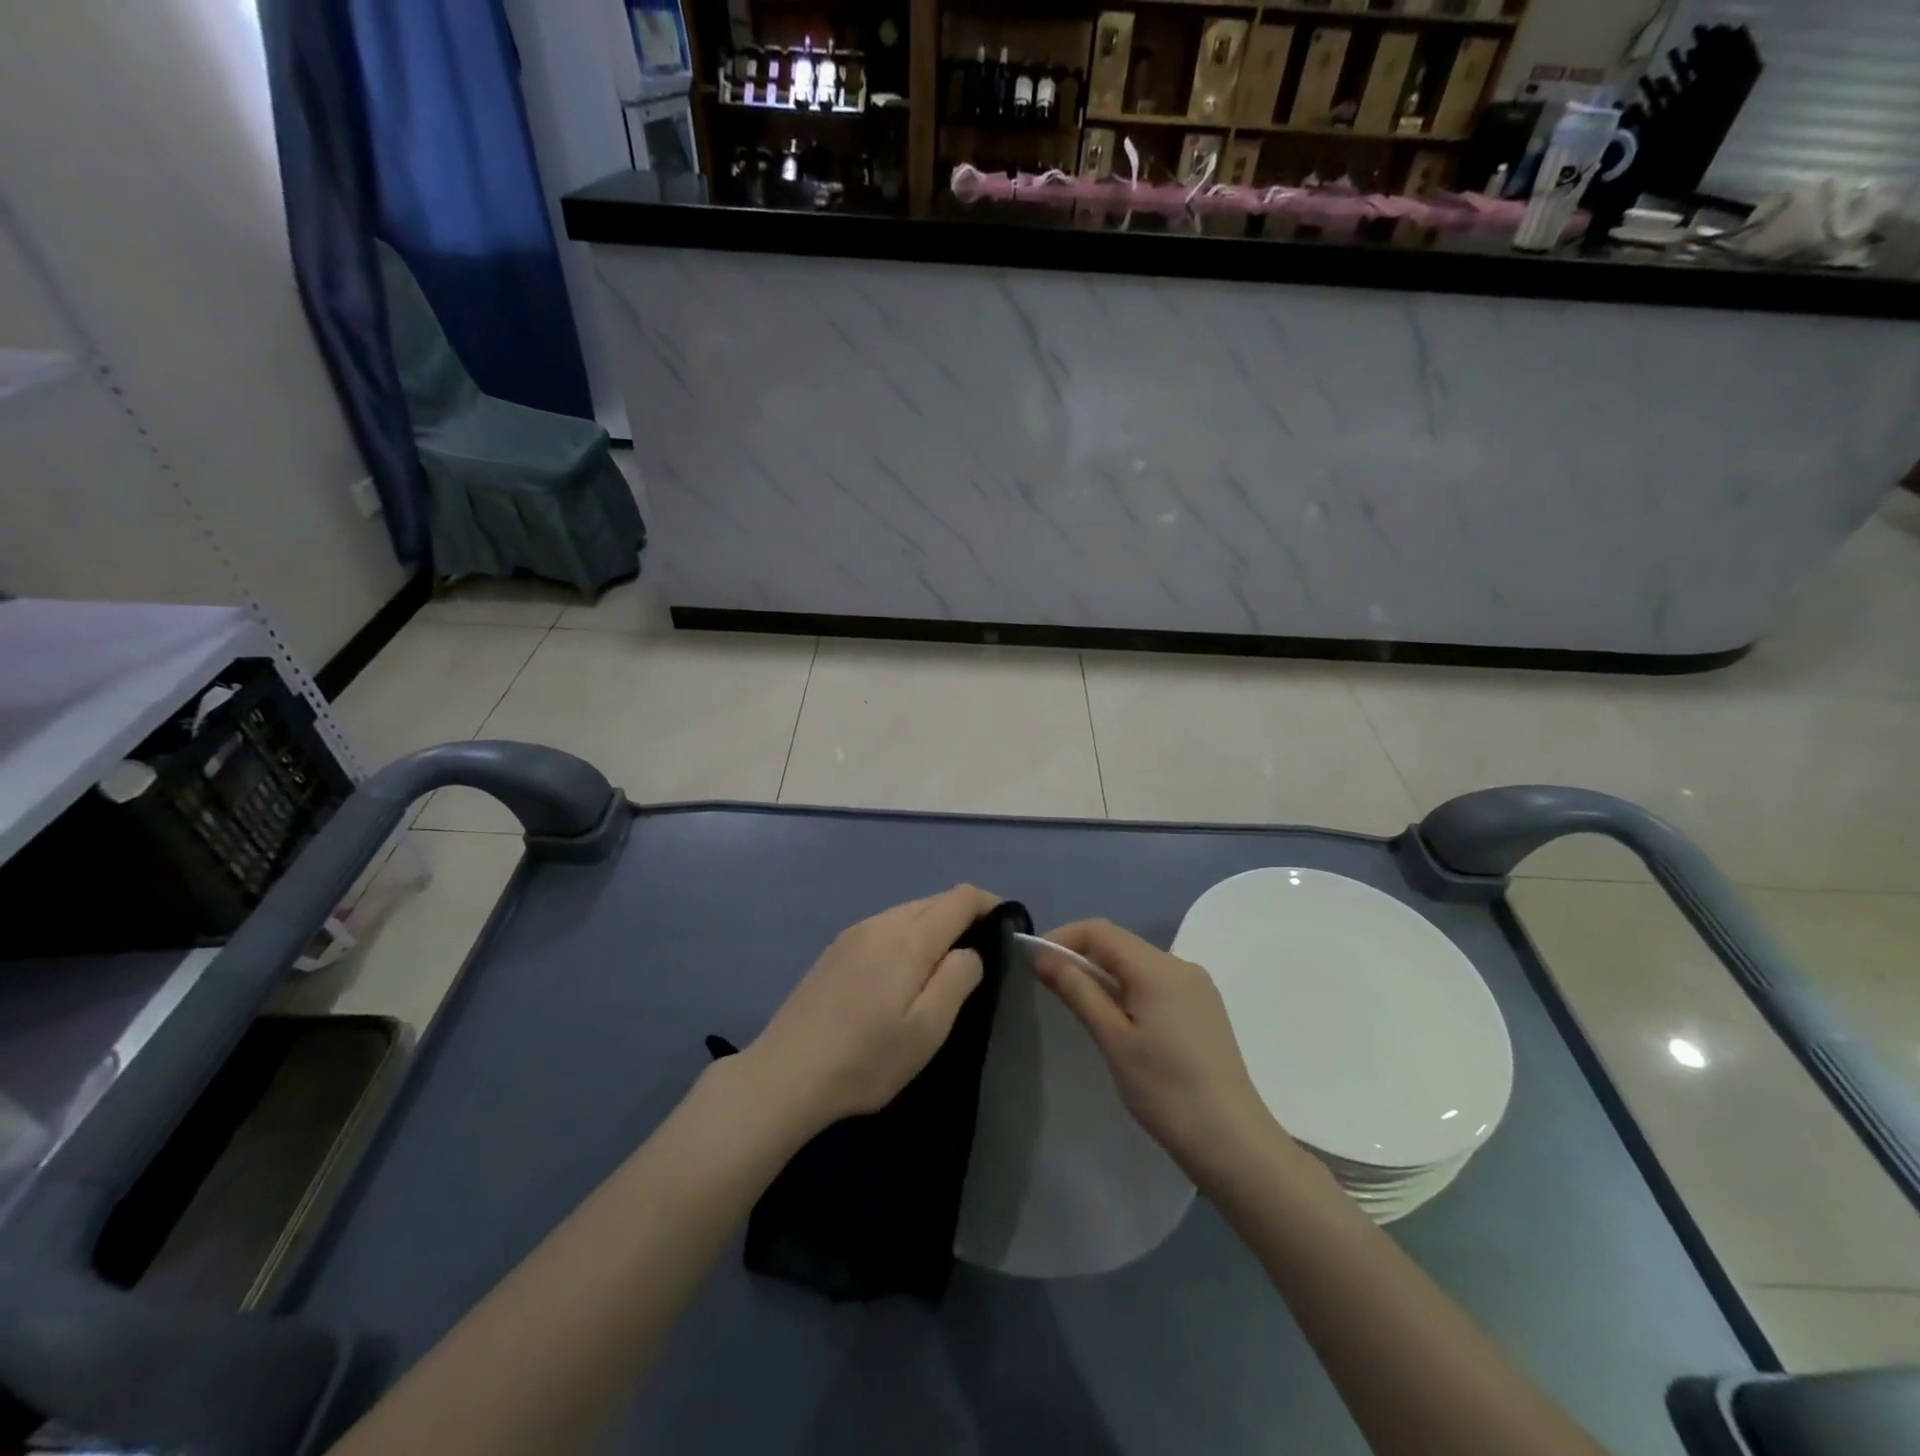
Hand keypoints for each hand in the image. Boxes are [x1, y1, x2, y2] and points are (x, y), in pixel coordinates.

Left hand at [746, 885, 1001, 1131]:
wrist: (785, 1075)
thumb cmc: (867, 1058)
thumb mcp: (927, 1028)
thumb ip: (957, 979)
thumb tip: (969, 951)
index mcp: (910, 937)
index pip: (960, 897)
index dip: (989, 904)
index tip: (1006, 930)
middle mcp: (881, 922)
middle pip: (934, 900)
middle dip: (963, 917)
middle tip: (980, 957)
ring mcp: (854, 933)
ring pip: (908, 912)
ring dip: (933, 928)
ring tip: (942, 968)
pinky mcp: (836, 949)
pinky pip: (885, 926)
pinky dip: (907, 936)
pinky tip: (901, 974)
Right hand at [1033, 919, 1276, 1178]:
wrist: (1234, 1143)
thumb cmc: (1166, 1091)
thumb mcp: (1113, 1040)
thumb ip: (1078, 991)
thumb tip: (1044, 957)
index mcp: (1158, 968)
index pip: (1100, 932)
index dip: (1063, 938)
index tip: (1034, 963)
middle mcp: (1180, 965)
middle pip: (1120, 944)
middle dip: (1081, 955)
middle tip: (1051, 986)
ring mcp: (1197, 986)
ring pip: (1138, 963)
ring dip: (1104, 973)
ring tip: (1080, 1005)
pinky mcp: (1204, 1008)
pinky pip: (1156, 982)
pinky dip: (1128, 988)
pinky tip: (1119, 1019)